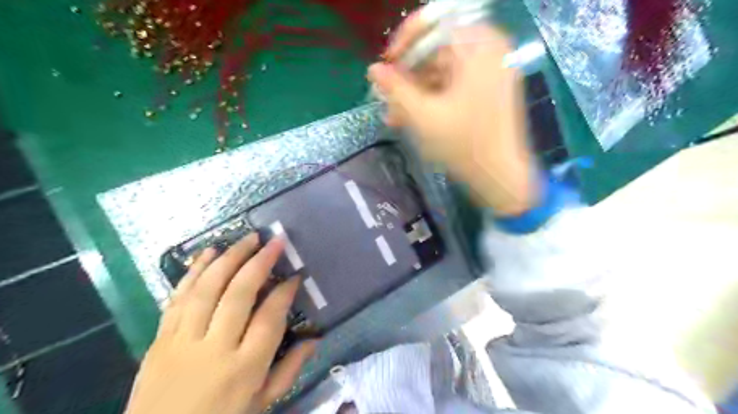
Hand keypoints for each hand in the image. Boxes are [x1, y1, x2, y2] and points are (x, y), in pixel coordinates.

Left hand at [125, 234, 314, 413]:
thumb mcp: (261, 403)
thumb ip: (289, 370)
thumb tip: (314, 339)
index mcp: (244, 369)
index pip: (269, 319)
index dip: (284, 293)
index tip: (295, 276)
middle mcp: (214, 349)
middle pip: (238, 295)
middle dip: (259, 263)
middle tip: (274, 241)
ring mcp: (182, 341)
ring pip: (207, 289)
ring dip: (229, 258)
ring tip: (248, 238)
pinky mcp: (160, 339)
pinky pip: (178, 298)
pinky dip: (194, 271)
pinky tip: (209, 252)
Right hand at [372, 11, 539, 214]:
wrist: (499, 177)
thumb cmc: (464, 145)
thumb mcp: (423, 116)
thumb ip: (395, 89)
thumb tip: (373, 69)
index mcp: (479, 47)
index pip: (435, 26)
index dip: (405, 43)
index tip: (386, 65)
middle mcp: (488, 52)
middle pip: (437, 52)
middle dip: (407, 77)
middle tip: (386, 97)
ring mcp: (489, 72)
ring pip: (442, 73)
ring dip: (415, 93)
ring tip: (394, 116)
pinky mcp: (487, 91)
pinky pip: (452, 87)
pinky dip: (432, 100)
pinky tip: (411, 119)